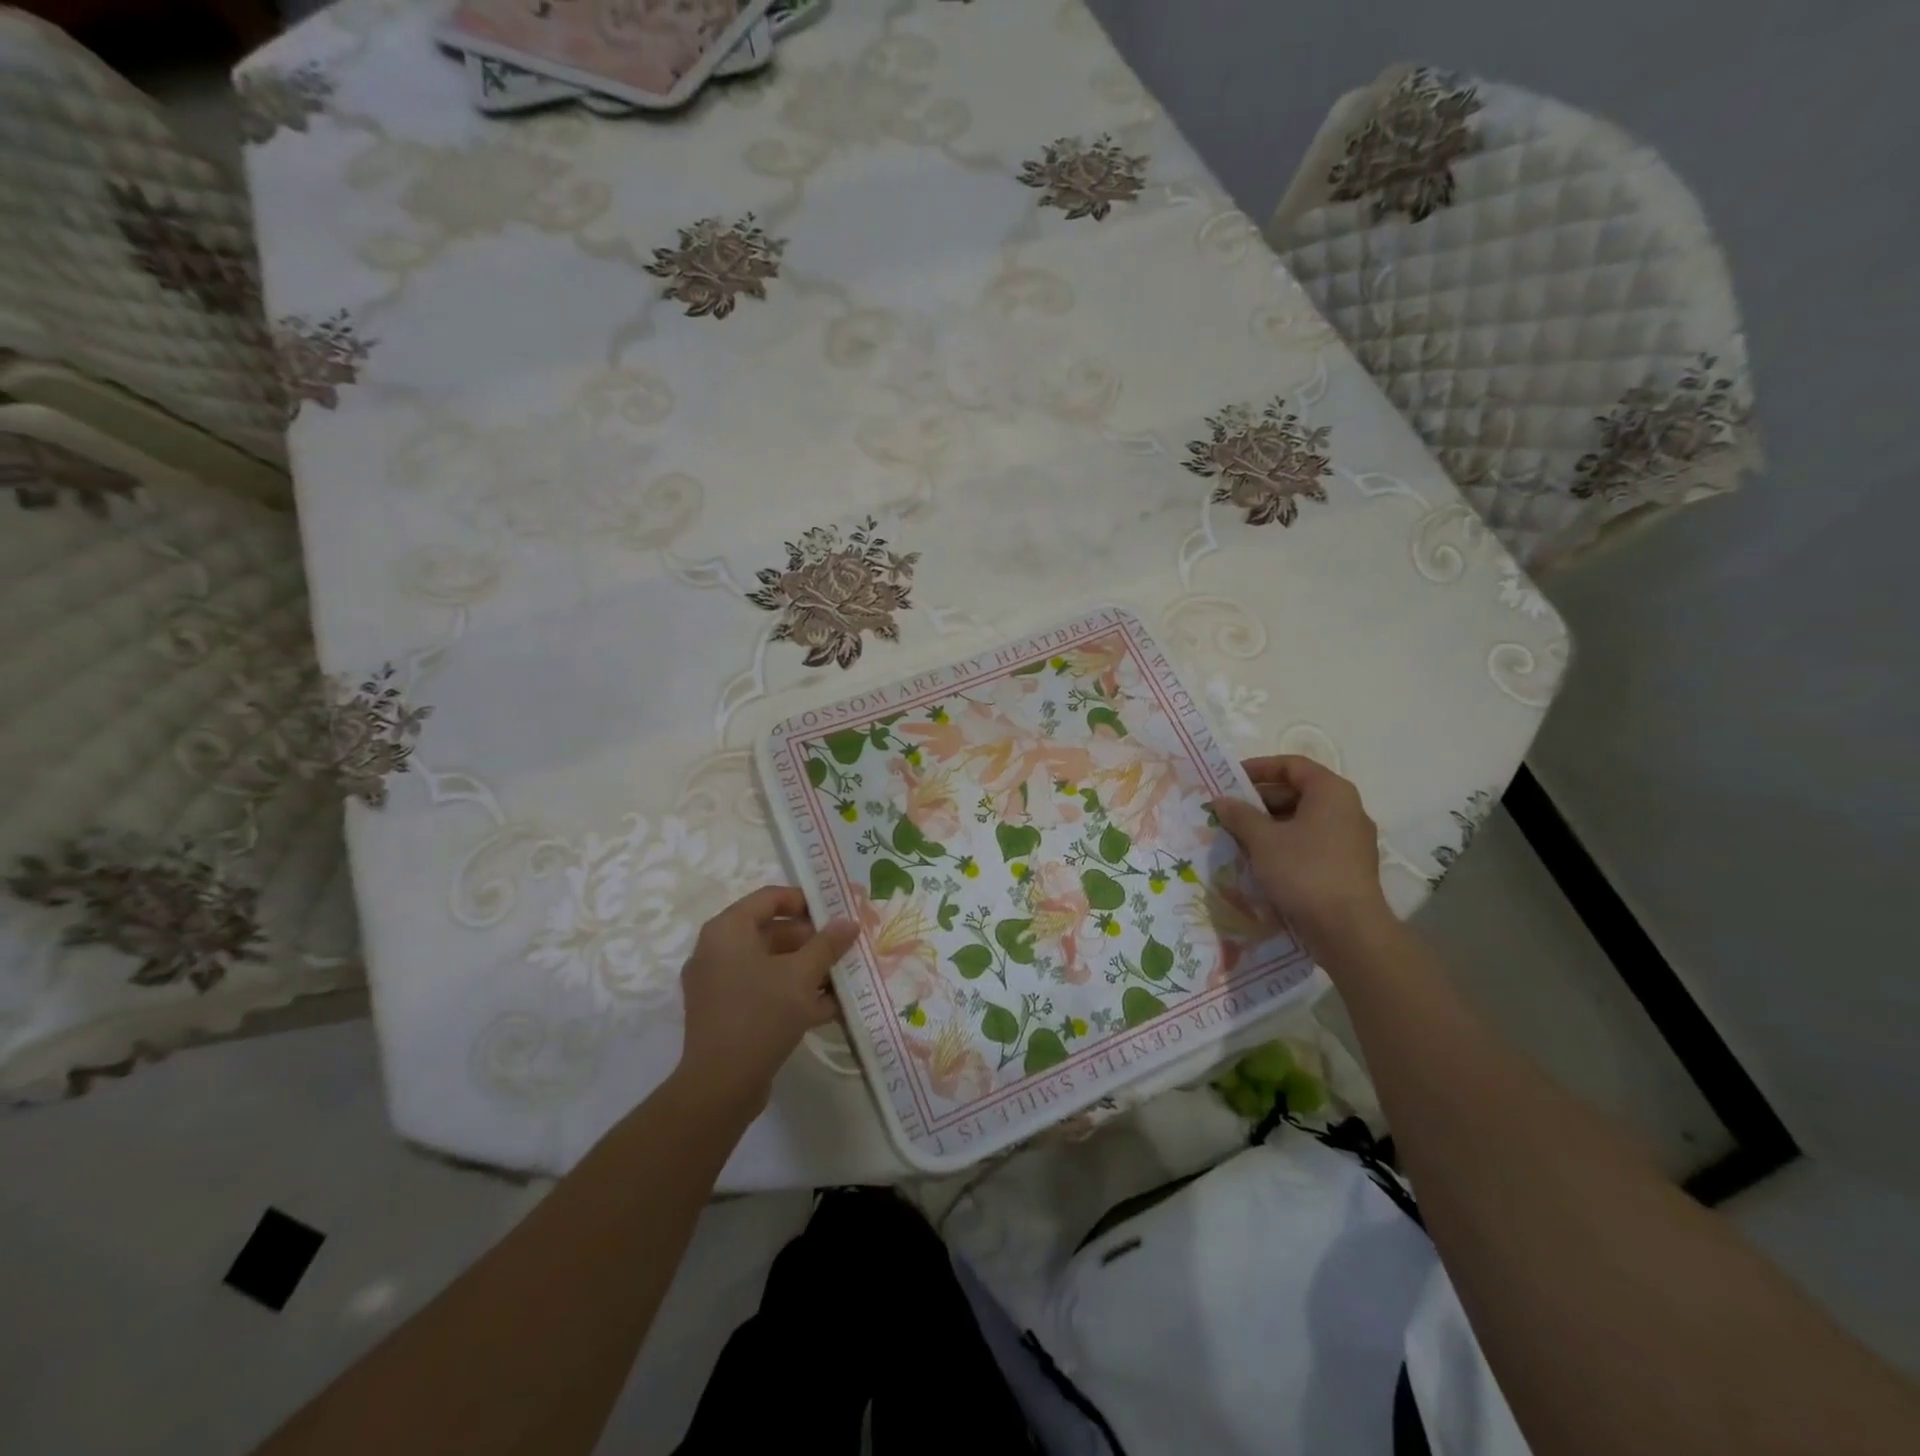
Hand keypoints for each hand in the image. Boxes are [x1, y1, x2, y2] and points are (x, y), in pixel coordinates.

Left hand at [676, 887, 857, 1112]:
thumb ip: (827, 944)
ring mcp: (719, 984)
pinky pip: (763, 990)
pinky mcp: (725, 1013)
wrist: (721, 1085)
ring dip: (807, 969)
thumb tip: (849, 921)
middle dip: (812, 941)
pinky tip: (829, 1008)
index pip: (770, 897)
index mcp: (728, 930)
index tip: (836, 913)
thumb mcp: (802, 975)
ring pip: (770, 964)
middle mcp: (717, 950)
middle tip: (845, 948)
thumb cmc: (761, 1014)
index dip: (805, 901)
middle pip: (772, 931)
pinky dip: (792, 994)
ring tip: (843, 978)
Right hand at [1210, 756, 1391, 956]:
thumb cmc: (1305, 872)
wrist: (1349, 930)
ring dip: (1269, 825)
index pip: (1292, 765)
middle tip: (1229, 812)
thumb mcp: (1263, 840)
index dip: (1259, 768)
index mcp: (1331, 792)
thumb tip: (1221, 800)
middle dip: (1260, 800)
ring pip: (1303, 820)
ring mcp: (1350, 839)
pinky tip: (1261, 860)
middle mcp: (1346, 809)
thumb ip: (1240, 815)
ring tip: (1238, 837)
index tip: (1230, 780)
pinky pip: (1311, 842)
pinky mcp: (1347, 865)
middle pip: (1297, 792)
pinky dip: (1285, 844)